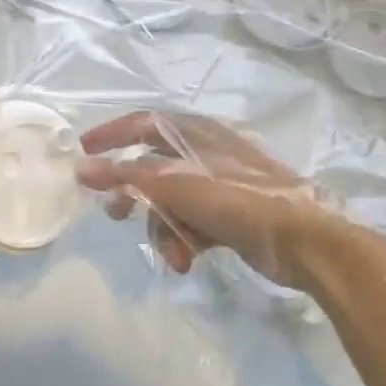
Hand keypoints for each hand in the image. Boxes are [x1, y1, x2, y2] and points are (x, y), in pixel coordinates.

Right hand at [77, 111, 335, 288]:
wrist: (305, 239)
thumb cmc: (236, 200)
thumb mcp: (174, 185)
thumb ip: (126, 176)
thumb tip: (81, 168)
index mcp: (194, 131)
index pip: (142, 123)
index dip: (111, 135)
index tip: (83, 153)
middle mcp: (206, 151)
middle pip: (154, 168)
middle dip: (135, 196)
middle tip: (116, 216)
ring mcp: (221, 183)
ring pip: (173, 202)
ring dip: (165, 229)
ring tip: (172, 255)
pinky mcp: (232, 214)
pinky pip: (194, 222)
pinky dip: (186, 240)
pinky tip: (188, 262)